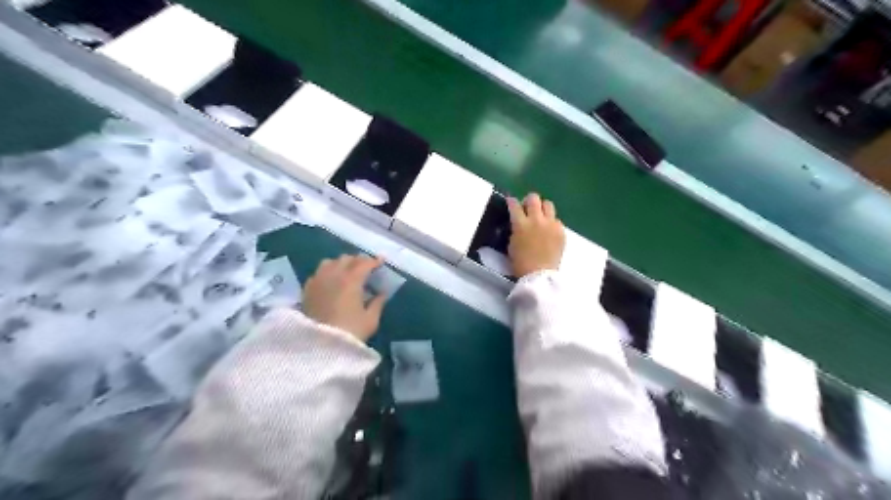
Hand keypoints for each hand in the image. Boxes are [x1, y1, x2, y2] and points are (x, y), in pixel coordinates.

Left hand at [303, 257, 386, 340]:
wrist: (319, 347)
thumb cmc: (350, 332)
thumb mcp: (370, 320)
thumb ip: (378, 303)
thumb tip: (381, 293)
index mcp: (351, 280)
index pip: (364, 263)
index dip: (374, 261)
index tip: (381, 261)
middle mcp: (333, 275)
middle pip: (347, 259)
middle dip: (358, 260)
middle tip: (367, 268)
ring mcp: (318, 280)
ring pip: (330, 262)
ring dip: (341, 263)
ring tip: (347, 271)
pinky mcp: (307, 290)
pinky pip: (318, 272)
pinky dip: (328, 272)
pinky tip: (331, 281)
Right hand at [507, 191, 563, 276]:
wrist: (539, 275)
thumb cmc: (520, 263)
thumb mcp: (512, 243)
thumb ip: (515, 229)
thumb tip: (518, 223)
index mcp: (521, 224)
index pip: (514, 204)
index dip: (511, 201)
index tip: (511, 202)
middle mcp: (537, 220)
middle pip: (534, 198)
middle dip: (529, 201)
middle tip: (527, 209)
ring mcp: (551, 224)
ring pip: (548, 204)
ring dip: (542, 208)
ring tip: (540, 217)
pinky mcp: (561, 231)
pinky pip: (556, 220)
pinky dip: (551, 223)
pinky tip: (548, 232)